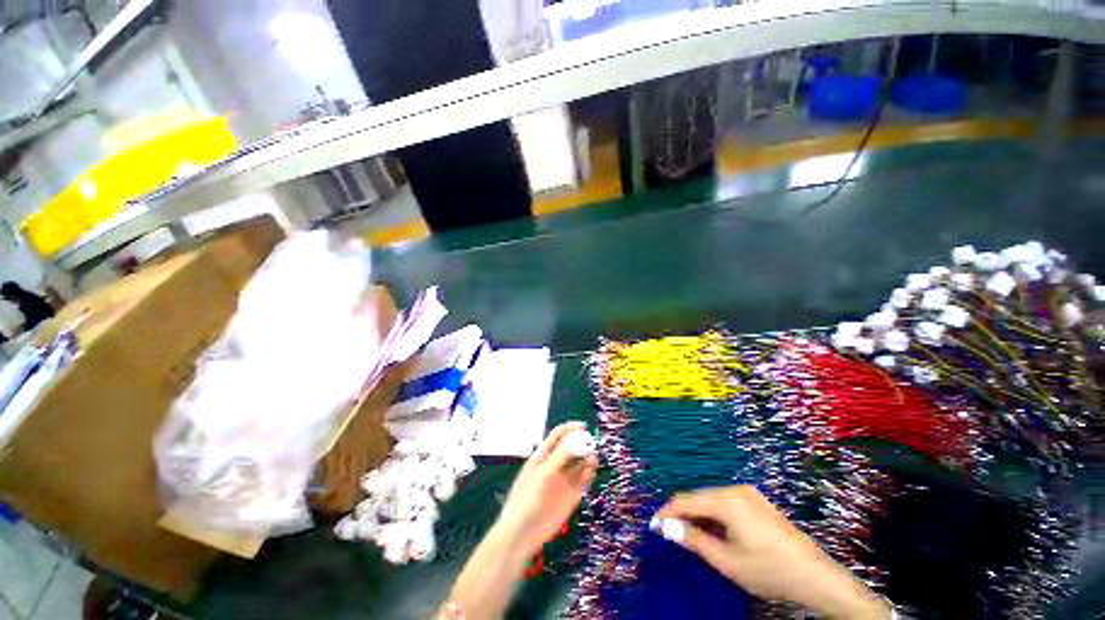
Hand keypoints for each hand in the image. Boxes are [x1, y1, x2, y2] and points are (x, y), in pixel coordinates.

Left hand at [494, 421, 597, 557]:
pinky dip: (589, 473)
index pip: (558, 436)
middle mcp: (555, 465)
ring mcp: (564, 480)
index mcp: (543, 455)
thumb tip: (577, 439)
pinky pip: (584, 480)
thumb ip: (560, 456)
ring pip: (580, 463)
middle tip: (592, 442)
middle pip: (572, 448)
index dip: (570, 429)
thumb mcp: (543, 473)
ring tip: (593, 456)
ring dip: (587, 457)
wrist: (523, 533)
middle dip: (582, 442)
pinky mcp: (572, 495)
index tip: (583, 426)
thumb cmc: (528, 497)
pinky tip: (592, 469)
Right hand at [655, 486, 890, 619]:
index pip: (685, 501)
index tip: (654, 524)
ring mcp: (748, 493)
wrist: (816, 575)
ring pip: (711, 499)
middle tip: (671, 533)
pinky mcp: (757, 500)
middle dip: (682, 513)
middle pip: (698, 497)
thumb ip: (694, 540)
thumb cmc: (768, 570)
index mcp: (726, 500)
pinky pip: (725, 502)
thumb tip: (668, 528)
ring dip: (699, 514)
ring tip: (691, 534)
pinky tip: (715, 531)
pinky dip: (714, 514)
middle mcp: (735, 489)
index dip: (667, 512)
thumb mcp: (727, 561)